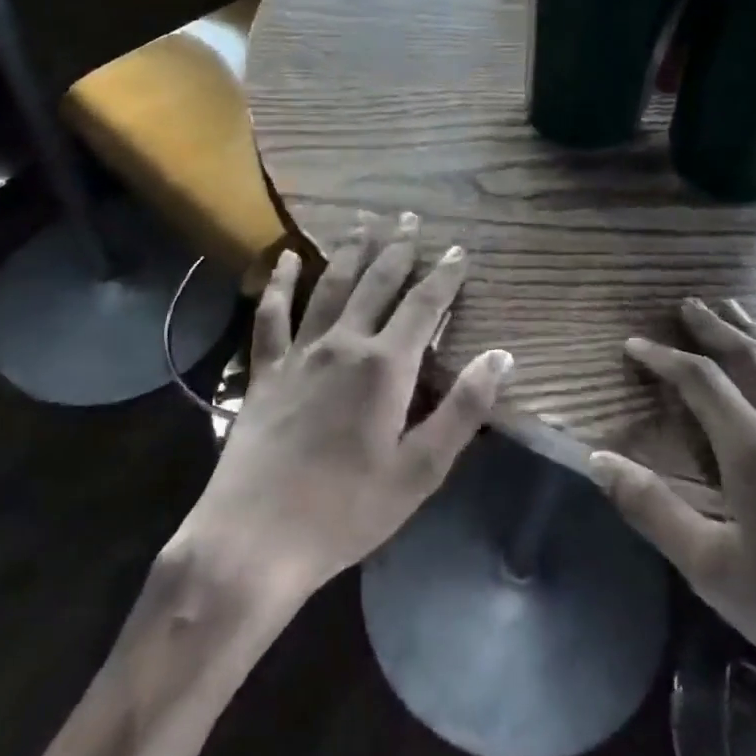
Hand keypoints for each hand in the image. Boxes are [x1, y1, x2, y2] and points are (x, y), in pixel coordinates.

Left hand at [174, 214, 513, 609]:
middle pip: (377, 283)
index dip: (445, 276)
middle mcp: (344, 344)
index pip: (424, 307)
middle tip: (411, 217)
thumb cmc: (347, 511)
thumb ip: (463, 410)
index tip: (459, 250)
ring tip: (364, 221)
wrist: (255, 539)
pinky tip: (287, 259)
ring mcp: (300, 353)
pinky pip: (272, 314)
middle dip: (399, 249)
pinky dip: (279, 282)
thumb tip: (501, 356)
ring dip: (351, 251)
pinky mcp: (265, 369)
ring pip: (331, 286)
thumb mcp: (420, 471)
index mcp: (386, 367)